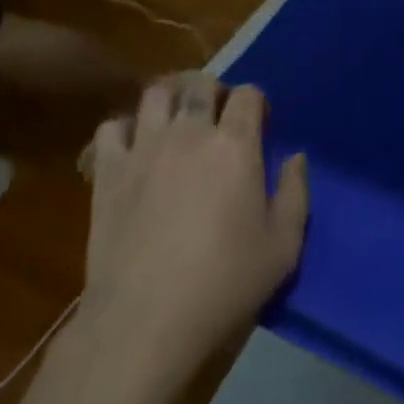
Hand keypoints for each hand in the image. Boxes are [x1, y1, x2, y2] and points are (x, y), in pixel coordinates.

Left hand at [81, 74, 308, 369]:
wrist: (146, 319)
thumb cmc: (225, 283)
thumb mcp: (283, 246)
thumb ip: (295, 194)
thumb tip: (296, 158)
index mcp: (235, 145)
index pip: (248, 94)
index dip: (257, 104)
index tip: (260, 126)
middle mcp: (189, 133)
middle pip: (200, 84)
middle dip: (215, 92)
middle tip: (219, 119)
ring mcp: (144, 148)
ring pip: (155, 94)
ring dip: (171, 100)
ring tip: (177, 124)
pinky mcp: (108, 172)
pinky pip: (112, 128)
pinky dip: (126, 130)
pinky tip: (135, 150)